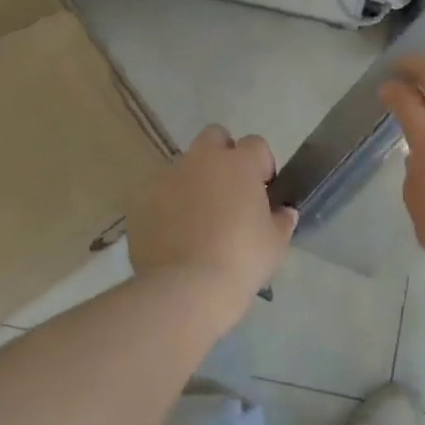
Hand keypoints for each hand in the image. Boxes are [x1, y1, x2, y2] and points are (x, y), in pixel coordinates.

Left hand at [126, 124, 297, 312]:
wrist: (187, 287)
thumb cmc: (242, 259)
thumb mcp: (275, 243)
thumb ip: (281, 220)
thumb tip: (284, 212)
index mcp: (239, 163)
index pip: (255, 144)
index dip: (261, 164)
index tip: (263, 190)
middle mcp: (202, 159)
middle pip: (214, 137)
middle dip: (223, 155)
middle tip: (228, 191)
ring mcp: (167, 176)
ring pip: (184, 165)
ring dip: (194, 181)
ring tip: (198, 219)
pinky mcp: (141, 198)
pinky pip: (159, 192)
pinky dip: (167, 205)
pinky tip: (174, 234)